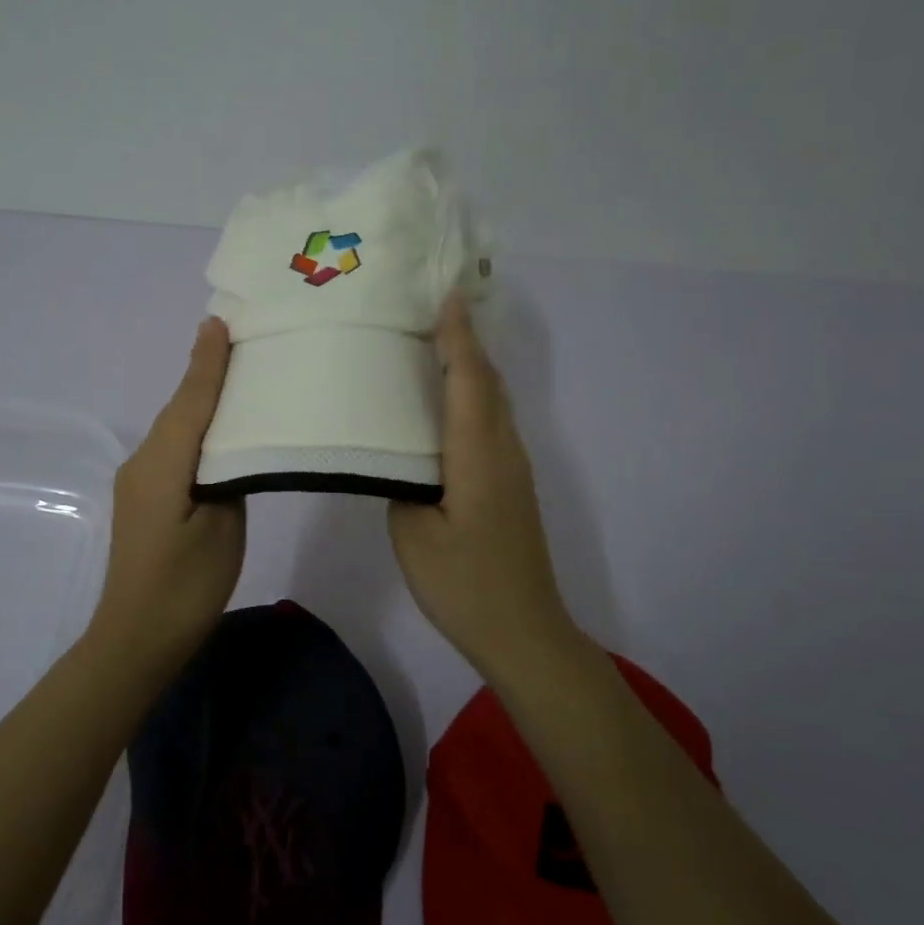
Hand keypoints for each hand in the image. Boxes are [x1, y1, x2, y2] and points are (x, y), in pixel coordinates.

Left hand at [92, 317, 244, 658]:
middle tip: (240, 340)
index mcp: (164, 464)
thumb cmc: (186, 586)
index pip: (191, 401)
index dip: (208, 362)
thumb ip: (228, 476)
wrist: (136, 638)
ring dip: (200, 400)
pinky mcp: (143, 497)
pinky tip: (216, 430)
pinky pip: (172, 449)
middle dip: (206, 373)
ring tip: (236, 376)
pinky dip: (194, 429)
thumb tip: (228, 448)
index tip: (220, 322)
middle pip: (180, 408)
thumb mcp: (223, 528)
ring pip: (175, 428)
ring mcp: (138, 480)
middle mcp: (143, 461)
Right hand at [389, 294, 573, 673]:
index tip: (444, 293)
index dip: (457, 334)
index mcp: (478, 455)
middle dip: (465, 339)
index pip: (469, 379)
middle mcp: (504, 450)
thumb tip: (399, 457)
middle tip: (428, 308)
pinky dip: (472, 394)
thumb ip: (402, 483)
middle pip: (489, 381)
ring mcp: (513, 467)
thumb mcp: (413, 534)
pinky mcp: (511, 484)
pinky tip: (446, 402)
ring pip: (494, 400)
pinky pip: (492, 421)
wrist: (524, 631)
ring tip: (432, 343)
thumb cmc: (464, 585)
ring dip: (470, 365)